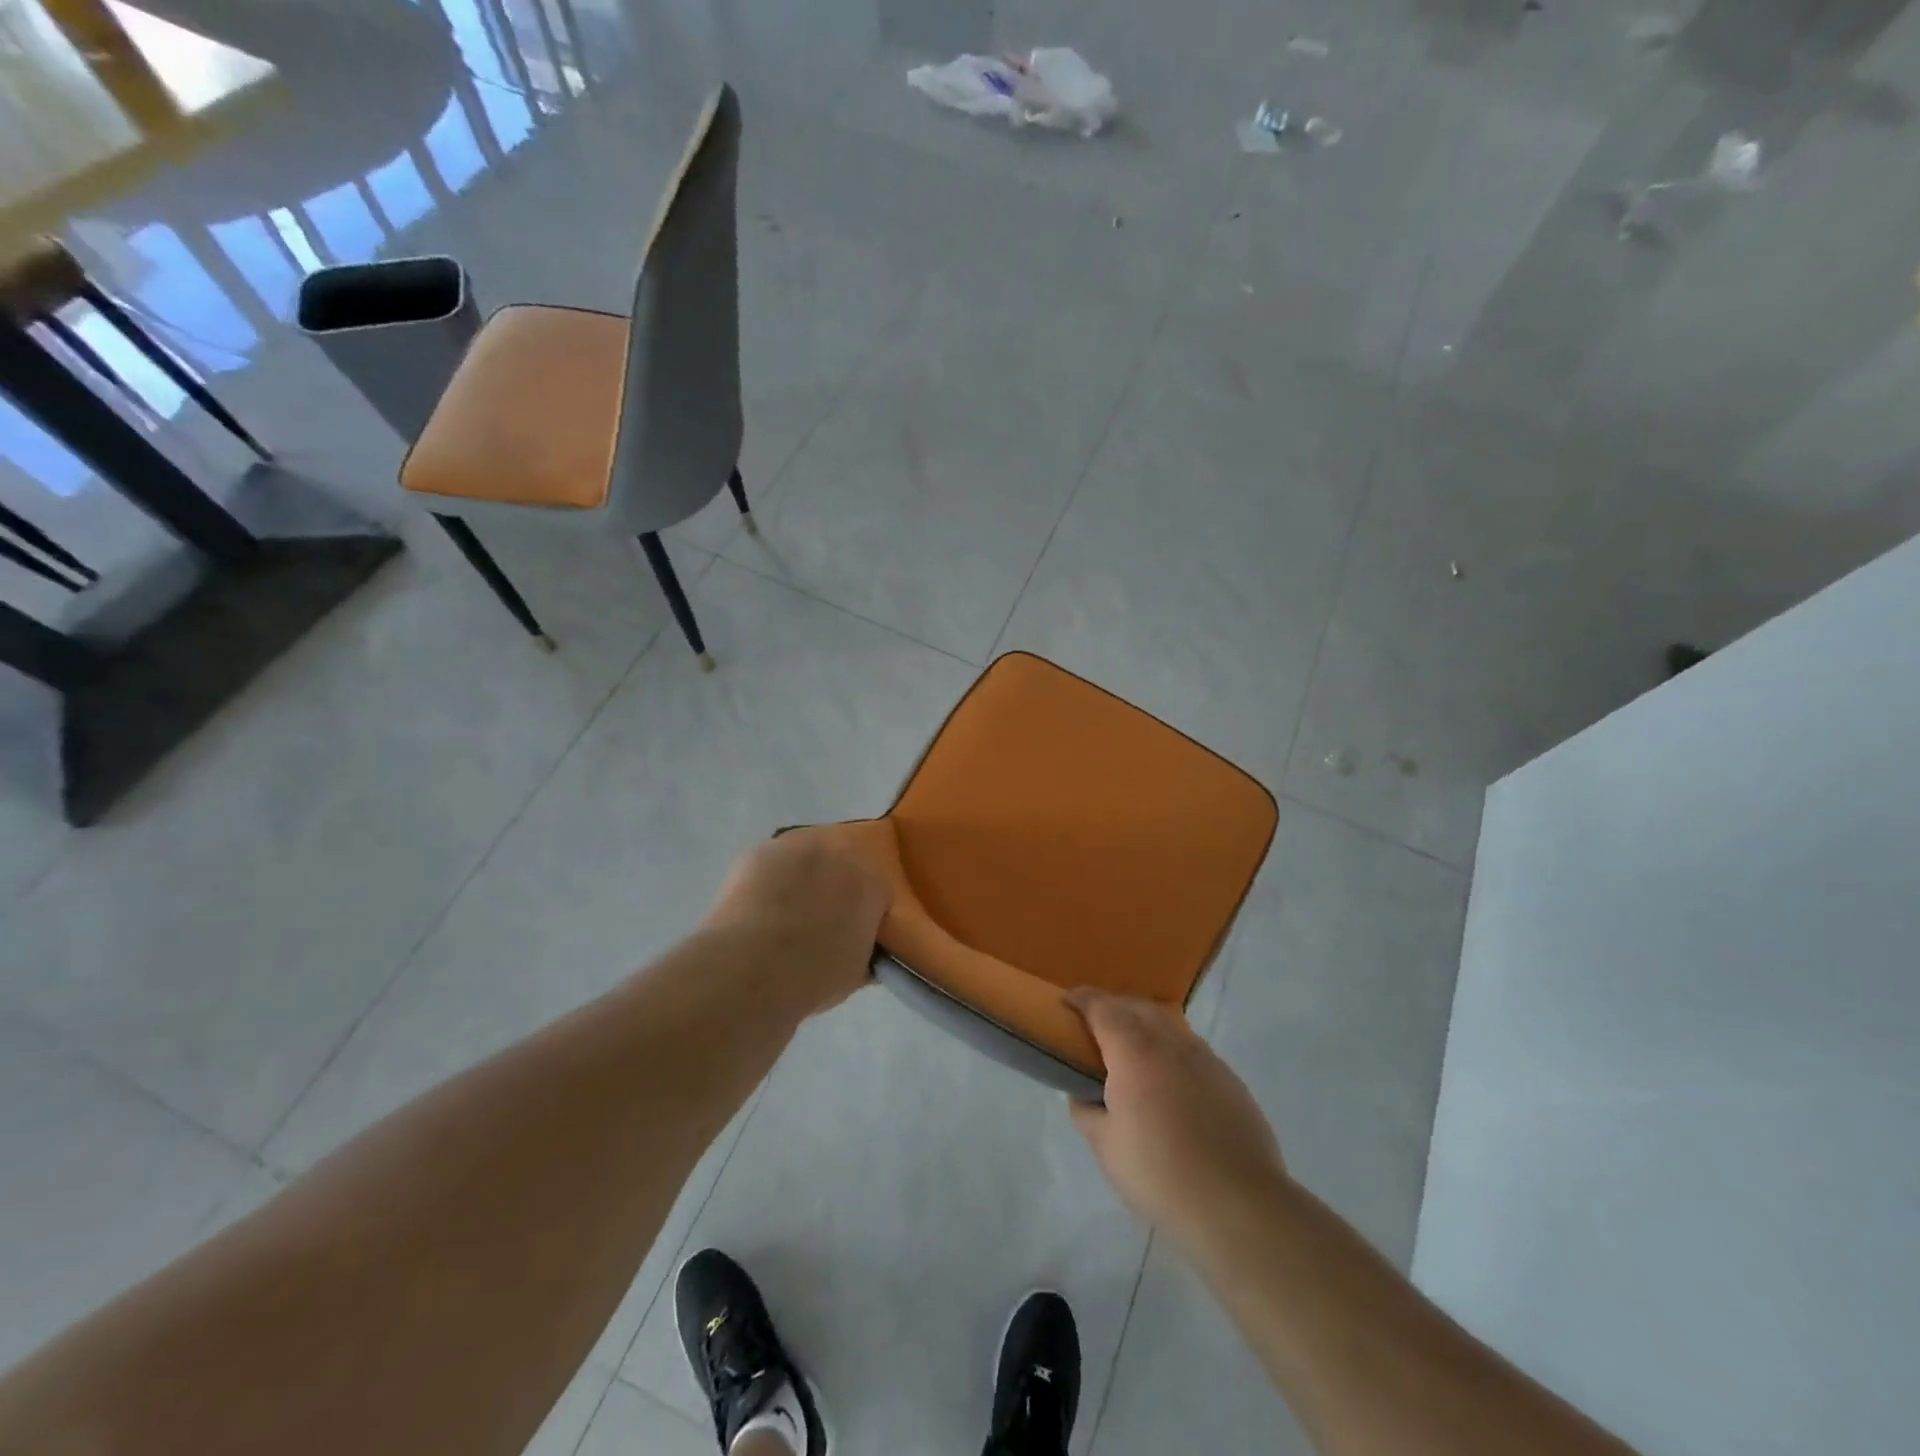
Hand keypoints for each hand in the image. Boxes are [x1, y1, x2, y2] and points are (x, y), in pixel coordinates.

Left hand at [702, 830, 889, 1014]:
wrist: (749, 968)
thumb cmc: (810, 978)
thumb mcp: (853, 974)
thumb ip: (865, 950)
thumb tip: (862, 948)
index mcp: (871, 885)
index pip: (878, 892)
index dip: (866, 914)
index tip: (852, 934)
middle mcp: (841, 855)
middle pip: (844, 867)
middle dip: (836, 888)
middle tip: (819, 920)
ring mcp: (800, 847)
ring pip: (807, 859)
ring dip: (802, 877)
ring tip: (783, 912)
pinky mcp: (762, 850)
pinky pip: (773, 862)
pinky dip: (769, 878)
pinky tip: (757, 905)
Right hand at [1067, 989, 1288, 1246]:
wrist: (1238, 1204)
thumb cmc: (1159, 1172)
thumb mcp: (1106, 1147)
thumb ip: (1088, 1112)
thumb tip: (1084, 1095)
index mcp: (1134, 1050)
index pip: (1102, 1008)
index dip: (1081, 1000)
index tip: (1066, 1003)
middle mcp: (1171, 1042)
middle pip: (1138, 1007)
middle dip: (1114, 1007)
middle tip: (1096, 1027)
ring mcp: (1206, 1059)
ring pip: (1169, 1025)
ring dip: (1146, 1027)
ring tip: (1132, 1053)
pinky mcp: (1231, 1081)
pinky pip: (1193, 1052)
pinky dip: (1173, 1053)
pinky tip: (1171, 1084)